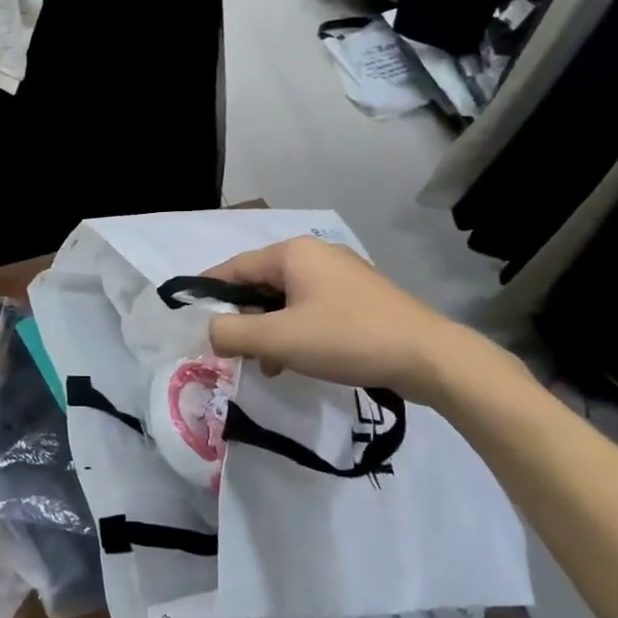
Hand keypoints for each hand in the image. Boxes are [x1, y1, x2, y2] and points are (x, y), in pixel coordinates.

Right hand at [204, 236, 476, 404]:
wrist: (429, 357)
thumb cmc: (346, 339)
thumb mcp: (279, 339)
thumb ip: (232, 333)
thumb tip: (209, 332)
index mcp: (293, 253)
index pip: (234, 268)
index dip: (208, 292)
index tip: (188, 317)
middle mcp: (315, 254)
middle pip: (260, 283)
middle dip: (242, 317)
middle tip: (229, 349)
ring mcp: (340, 275)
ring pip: (285, 299)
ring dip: (268, 330)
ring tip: (264, 364)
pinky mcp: (359, 297)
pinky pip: (310, 308)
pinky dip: (294, 331)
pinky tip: (294, 361)